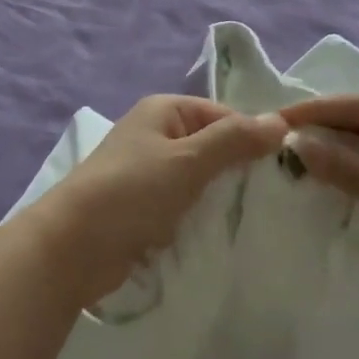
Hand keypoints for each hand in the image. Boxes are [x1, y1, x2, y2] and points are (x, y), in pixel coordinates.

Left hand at [34, 96, 285, 306]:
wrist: (72, 247)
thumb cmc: (131, 192)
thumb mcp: (187, 161)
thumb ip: (234, 140)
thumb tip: (280, 121)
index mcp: (165, 110)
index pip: (224, 115)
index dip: (253, 138)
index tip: (286, 169)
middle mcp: (157, 134)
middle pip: (213, 146)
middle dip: (240, 170)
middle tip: (279, 198)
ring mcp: (149, 172)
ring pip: (201, 179)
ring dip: (222, 197)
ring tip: (260, 219)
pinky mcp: (144, 208)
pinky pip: (185, 204)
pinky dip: (202, 216)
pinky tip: (227, 234)